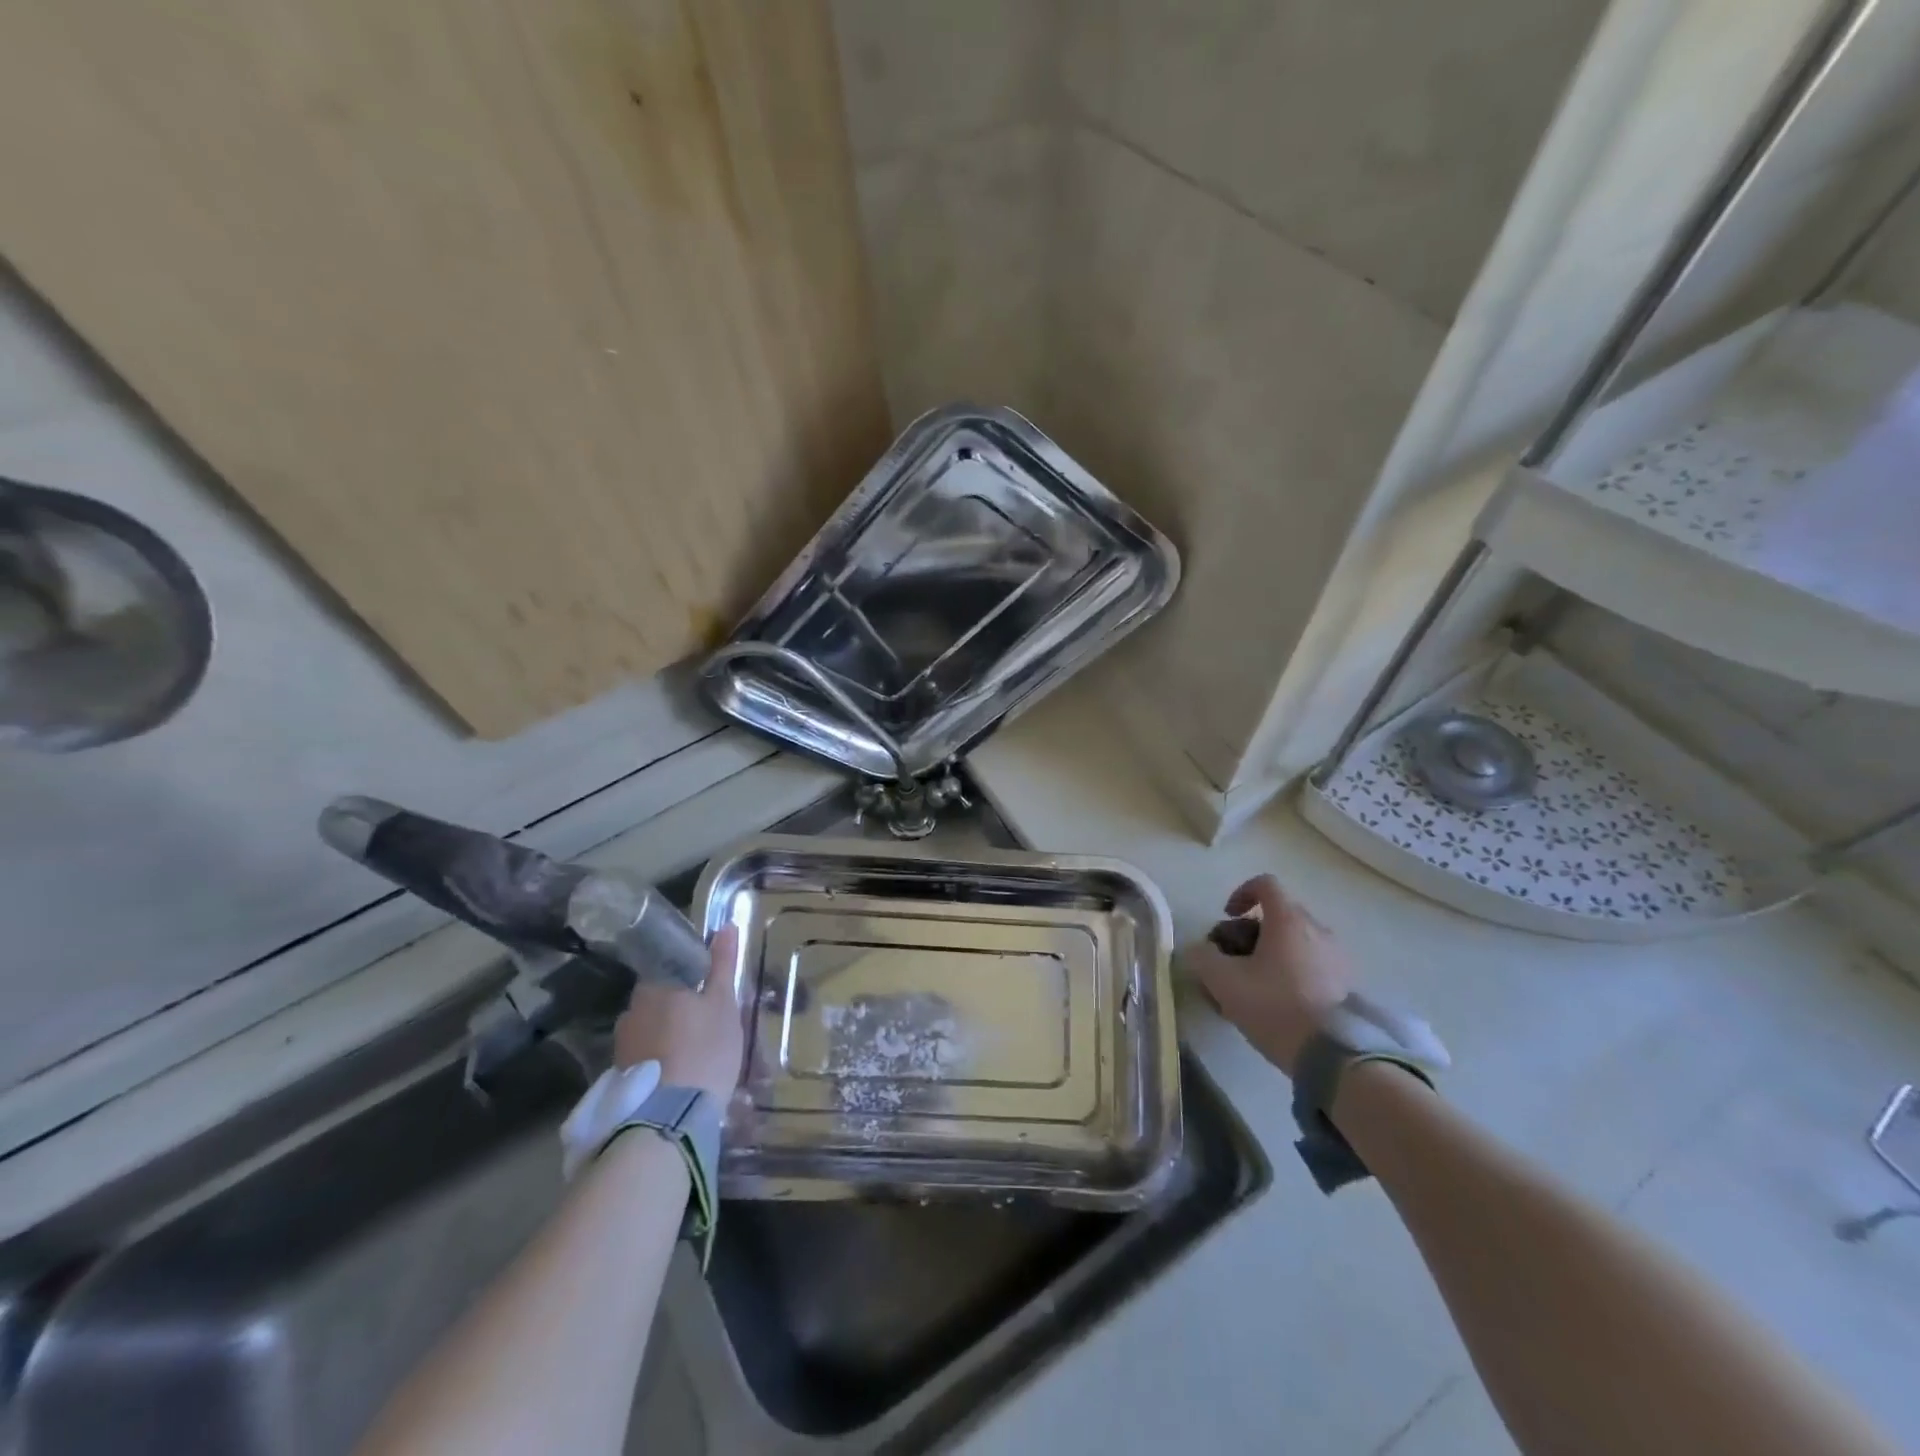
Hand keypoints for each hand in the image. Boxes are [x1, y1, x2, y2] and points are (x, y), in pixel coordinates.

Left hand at [613, 926, 743, 1100]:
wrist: (669, 1119)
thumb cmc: (705, 1050)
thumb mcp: (724, 1004)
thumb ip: (723, 965)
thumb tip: (725, 926)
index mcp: (657, 986)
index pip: (671, 968)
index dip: (692, 978)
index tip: (710, 992)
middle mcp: (632, 1009)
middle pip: (659, 999)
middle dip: (679, 1008)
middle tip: (706, 1024)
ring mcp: (622, 1044)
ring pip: (650, 1028)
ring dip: (667, 1035)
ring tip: (692, 1054)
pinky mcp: (619, 1075)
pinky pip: (644, 1055)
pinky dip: (659, 1059)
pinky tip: (677, 1074)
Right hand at [1180, 875, 1352, 1078]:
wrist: (1336, 1055)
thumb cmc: (1275, 1006)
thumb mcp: (1224, 982)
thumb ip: (1203, 958)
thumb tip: (1199, 950)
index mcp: (1288, 920)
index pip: (1265, 884)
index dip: (1241, 893)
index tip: (1228, 917)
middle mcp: (1318, 930)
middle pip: (1281, 914)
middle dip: (1253, 930)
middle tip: (1236, 959)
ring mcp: (1338, 957)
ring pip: (1298, 941)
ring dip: (1275, 953)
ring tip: (1257, 987)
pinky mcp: (1350, 985)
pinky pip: (1315, 965)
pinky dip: (1295, 972)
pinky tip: (1283, 1003)